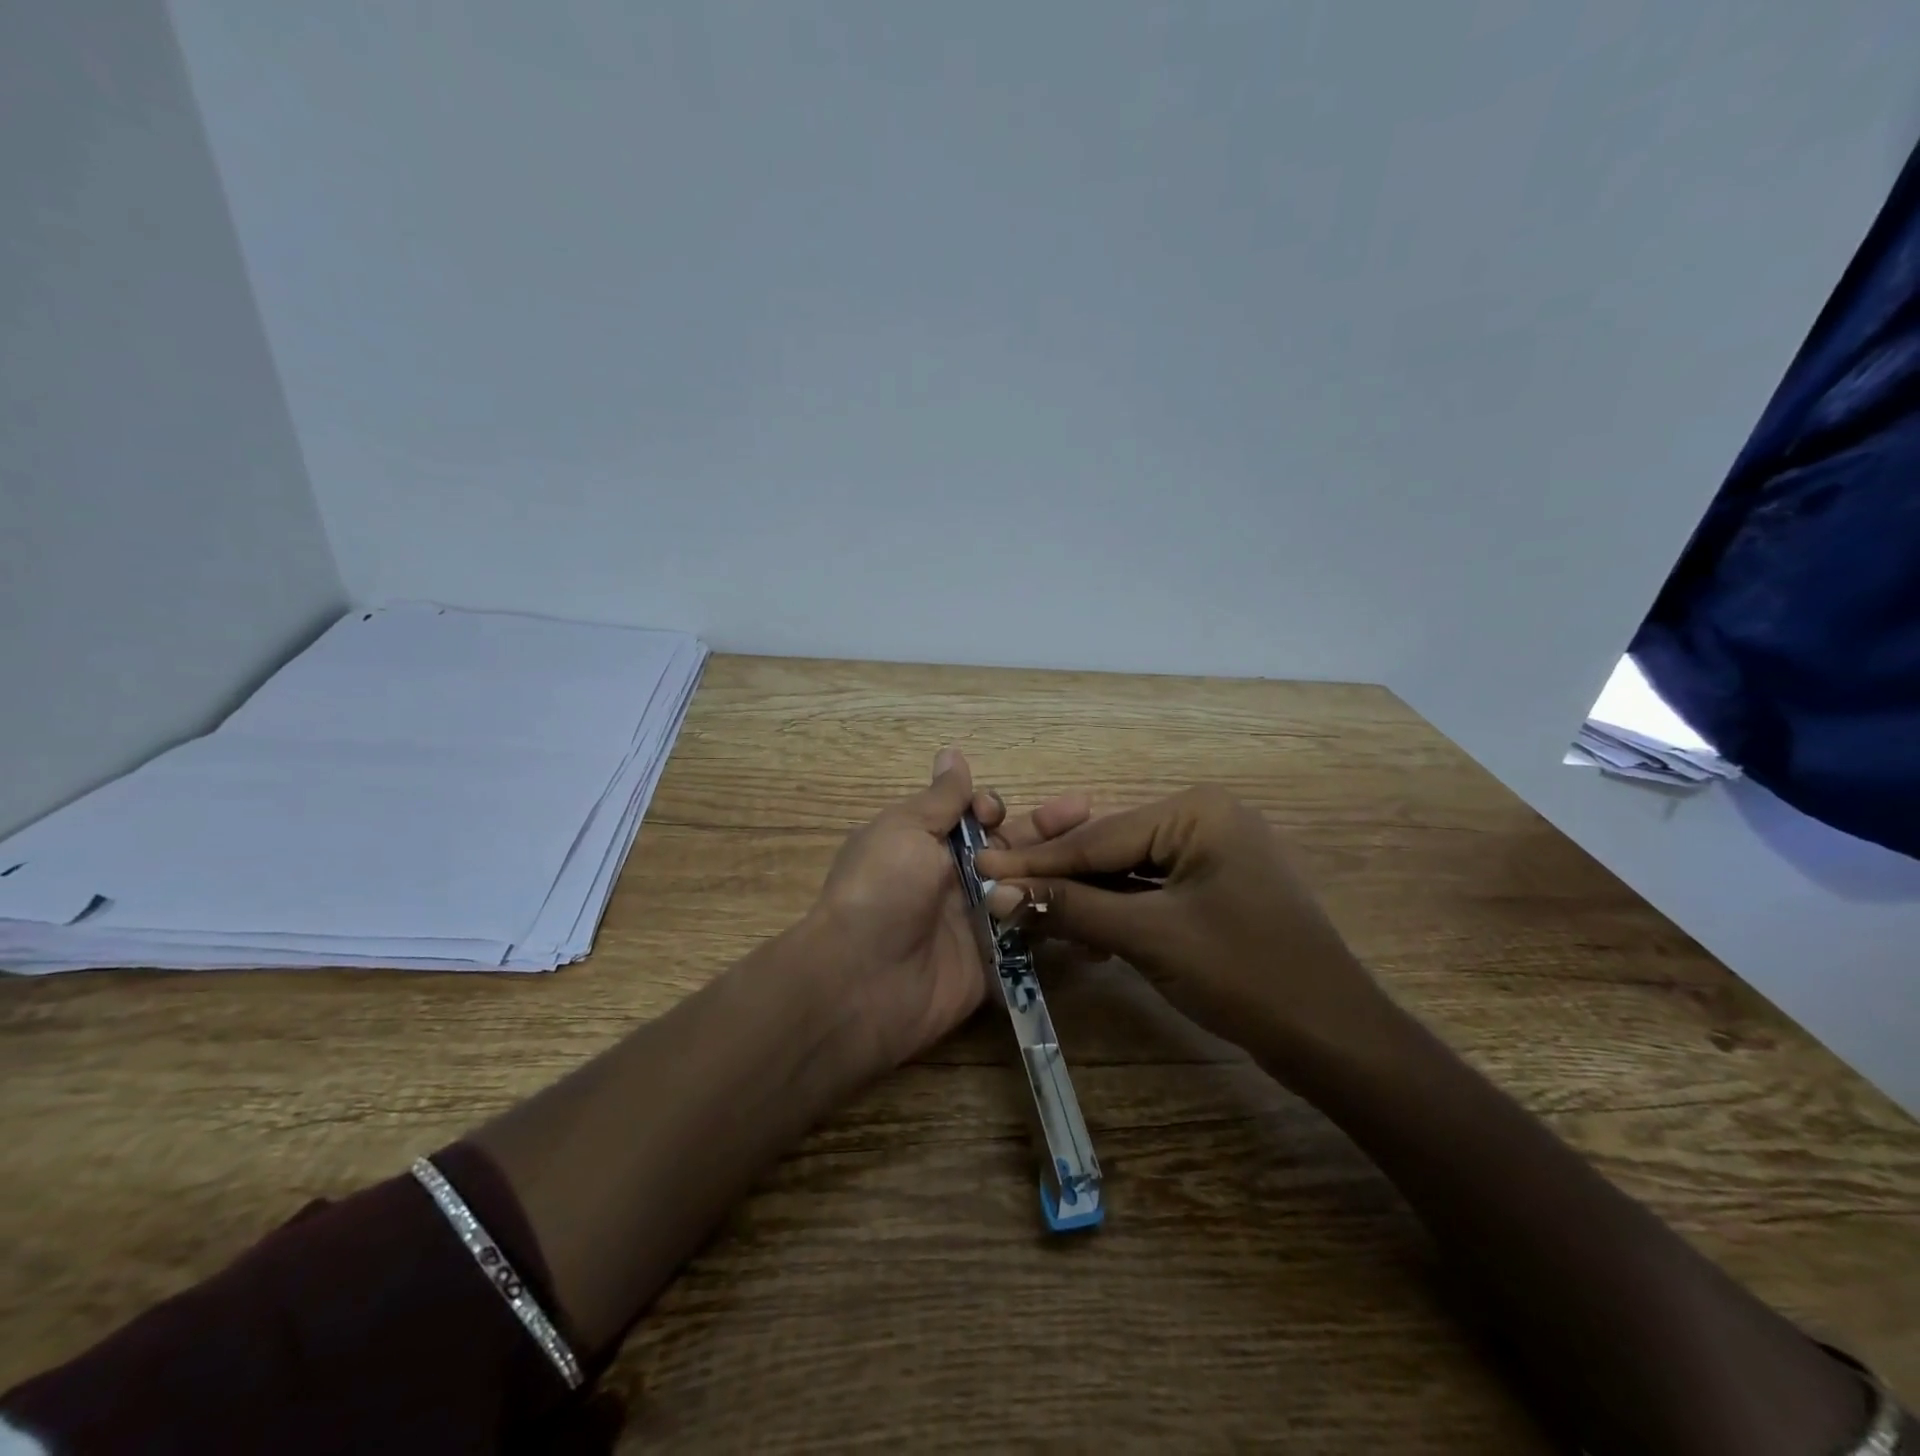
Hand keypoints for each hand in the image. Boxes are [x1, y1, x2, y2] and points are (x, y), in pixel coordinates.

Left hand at [812, 747, 1090, 1070]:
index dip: (992, 809)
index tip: (995, 812)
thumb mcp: (905, 830)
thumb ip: (940, 798)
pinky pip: (1033, 936)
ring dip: (1059, 871)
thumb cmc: (882, 890)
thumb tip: (952, 753)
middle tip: (1089, 810)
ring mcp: (978, 922)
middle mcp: (956, 879)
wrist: (862, 984)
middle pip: (1011, 848)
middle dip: (1046, 829)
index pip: (975, 817)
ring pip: (1028, 888)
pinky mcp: (995, 962)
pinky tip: (1099, 906)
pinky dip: (1060, 920)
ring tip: (1103, 856)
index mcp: (929, 844)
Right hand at [974, 786, 1395, 1071]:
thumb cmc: (1242, 974)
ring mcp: (1213, 854)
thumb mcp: (1148, 936)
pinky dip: (1115, 911)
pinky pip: (1151, 891)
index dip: (1036, 859)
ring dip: (1082, 897)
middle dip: (1057, 875)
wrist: (1333, 1038)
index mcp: (1196, 812)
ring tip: (1025, 909)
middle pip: (1111, 848)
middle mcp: (1204, 820)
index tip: (980, 866)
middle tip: (995, 886)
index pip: (1098, 837)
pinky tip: (1079, 930)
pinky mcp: (1215, 889)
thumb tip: (996, 892)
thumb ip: (1071, 908)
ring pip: (1128, 872)